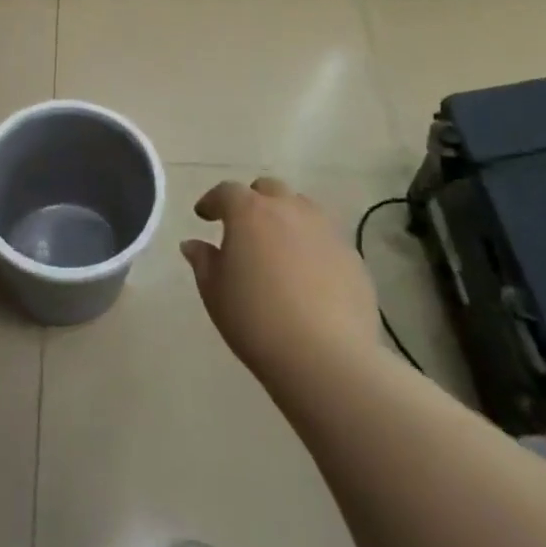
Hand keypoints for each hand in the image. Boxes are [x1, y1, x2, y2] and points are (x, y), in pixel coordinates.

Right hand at [183, 178, 384, 385]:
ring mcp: (326, 230)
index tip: (204, 216)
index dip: (213, 201)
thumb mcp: (215, 292)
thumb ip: (203, 261)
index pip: (227, 192)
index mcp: (250, 213)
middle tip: (243, 228)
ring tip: (277, 248)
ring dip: (285, 218)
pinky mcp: (351, 255)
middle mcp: (289, 210)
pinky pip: (325, 238)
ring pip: (302, 208)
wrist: (325, 356)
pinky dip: (311, 245)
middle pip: (268, 190)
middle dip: (252, 201)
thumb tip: (194, 244)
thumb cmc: (255, 320)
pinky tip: (307, 276)